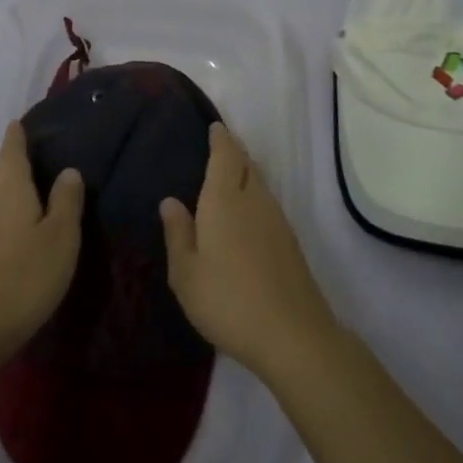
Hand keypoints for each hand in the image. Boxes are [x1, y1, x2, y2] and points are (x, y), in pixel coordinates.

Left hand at [0, 121, 82, 368]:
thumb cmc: (26, 277)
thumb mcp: (61, 238)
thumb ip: (66, 202)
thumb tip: (68, 170)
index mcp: (10, 192)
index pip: (11, 154)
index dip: (15, 137)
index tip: (17, 123)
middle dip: (10, 163)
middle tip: (31, 159)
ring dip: (4, 189)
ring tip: (26, 193)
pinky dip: (0, 214)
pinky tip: (13, 230)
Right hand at [161, 122, 338, 380]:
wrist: (292, 335)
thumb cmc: (227, 300)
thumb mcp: (186, 273)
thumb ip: (178, 233)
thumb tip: (170, 200)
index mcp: (224, 201)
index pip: (225, 156)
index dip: (221, 139)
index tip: (215, 127)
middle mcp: (254, 201)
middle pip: (246, 164)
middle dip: (234, 150)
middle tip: (220, 144)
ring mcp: (277, 220)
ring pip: (260, 183)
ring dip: (246, 171)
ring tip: (231, 172)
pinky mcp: (290, 241)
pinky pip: (268, 202)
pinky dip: (255, 194)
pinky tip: (247, 211)